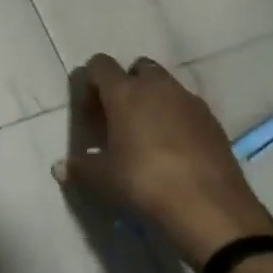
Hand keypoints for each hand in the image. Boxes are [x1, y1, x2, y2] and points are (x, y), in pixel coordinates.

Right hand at [54, 55, 272, 266]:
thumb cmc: (144, 182)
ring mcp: (190, 101)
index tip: (89, 115)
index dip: (90, 84)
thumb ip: (80, 168)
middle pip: (138, 68)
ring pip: (166, 87)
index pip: (100, 65)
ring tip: (146, 138)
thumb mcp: (103, 179)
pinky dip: (176, 119)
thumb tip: (59, 168)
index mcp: (125, 92)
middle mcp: (158, 87)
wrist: (209, 207)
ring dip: (153, 102)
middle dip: (126, 86)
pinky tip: (173, 151)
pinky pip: (187, 108)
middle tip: (118, 120)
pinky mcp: (213, 121)